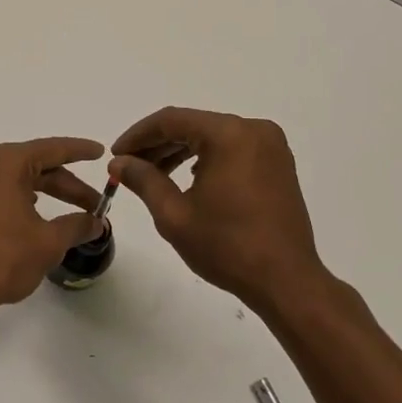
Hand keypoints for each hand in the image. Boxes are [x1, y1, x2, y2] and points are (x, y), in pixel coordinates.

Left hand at [0, 137, 106, 314]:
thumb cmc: (1, 258)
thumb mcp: (48, 242)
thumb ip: (76, 225)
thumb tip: (96, 222)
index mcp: (6, 162)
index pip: (52, 149)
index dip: (80, 151)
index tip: (101, 153)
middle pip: (36, 165)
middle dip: (67, 185)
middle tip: (95, 205)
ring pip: (19, 178)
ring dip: (47, 192)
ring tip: (73, 212)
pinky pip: (1, 189)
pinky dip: (24, 198)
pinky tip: (39, 214)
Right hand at [112, 107, 335, 311]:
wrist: (286, 281)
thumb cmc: (227, 247)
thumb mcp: (174, 214)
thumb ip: (143, 180)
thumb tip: (119, 162)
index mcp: (229, 134)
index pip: (172, 121)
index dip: (138, 136)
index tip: (115, 155)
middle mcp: (254, 130)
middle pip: (193, 125)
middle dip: (157, 144)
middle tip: (127, 167)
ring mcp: (270, 146)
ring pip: (213, 137)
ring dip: (180, 152)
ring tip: (151, 175)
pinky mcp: (278, 164)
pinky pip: (232, 150)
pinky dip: (206, 159)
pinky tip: (187, 180)